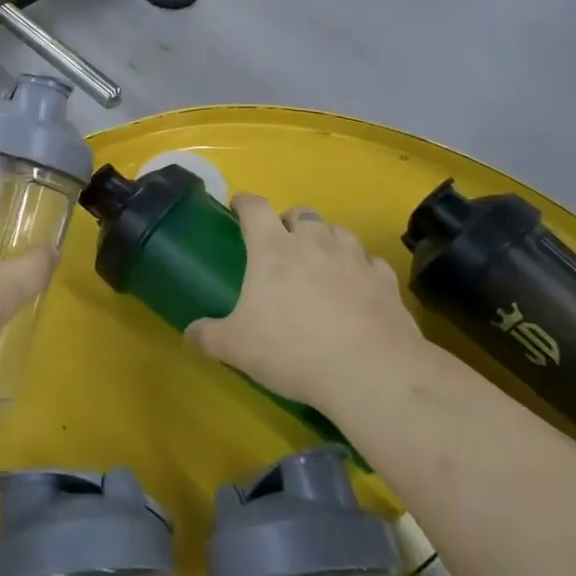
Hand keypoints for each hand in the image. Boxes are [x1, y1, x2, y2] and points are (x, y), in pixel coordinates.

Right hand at [187, 195, 424, 406]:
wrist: (372, 372)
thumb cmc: (293, 350)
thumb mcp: (236, 347)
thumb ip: (208, 336)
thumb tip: (189, 333)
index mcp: (272, 249)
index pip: (255, 208)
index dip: (244, 202)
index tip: (238, 205)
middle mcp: (314, 243)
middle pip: (302, 213)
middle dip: (289, 220)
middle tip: (281, 241)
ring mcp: (354, 259)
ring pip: (338, 231)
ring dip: (326, 238)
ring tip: (319, 259)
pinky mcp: (385, 281)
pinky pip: (370, 261)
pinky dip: (360, 267)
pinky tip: (357, 284)